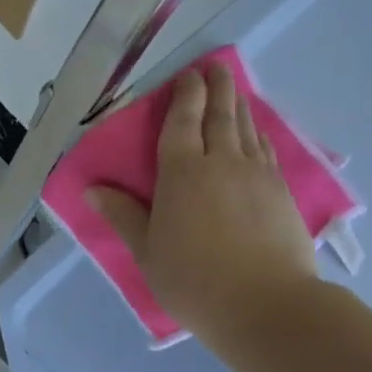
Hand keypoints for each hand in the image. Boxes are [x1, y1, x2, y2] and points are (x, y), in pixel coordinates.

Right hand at [88, 63, 318, 348]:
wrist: (265, 304)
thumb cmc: (193, 281)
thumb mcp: (147, 252)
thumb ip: (123, 216)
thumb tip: (91, 190)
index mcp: (181, 173)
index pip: (182, 121)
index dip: (184, 94)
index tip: (186, 75)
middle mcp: (221, 162)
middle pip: (220, 113)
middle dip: (216, 86)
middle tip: (214, 67)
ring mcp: (257, 174)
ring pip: (246, 127)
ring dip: (238, 103)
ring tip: (233, 90)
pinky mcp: (281, 191)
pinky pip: (265, 148)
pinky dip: (257, 132)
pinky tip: (256, 133)